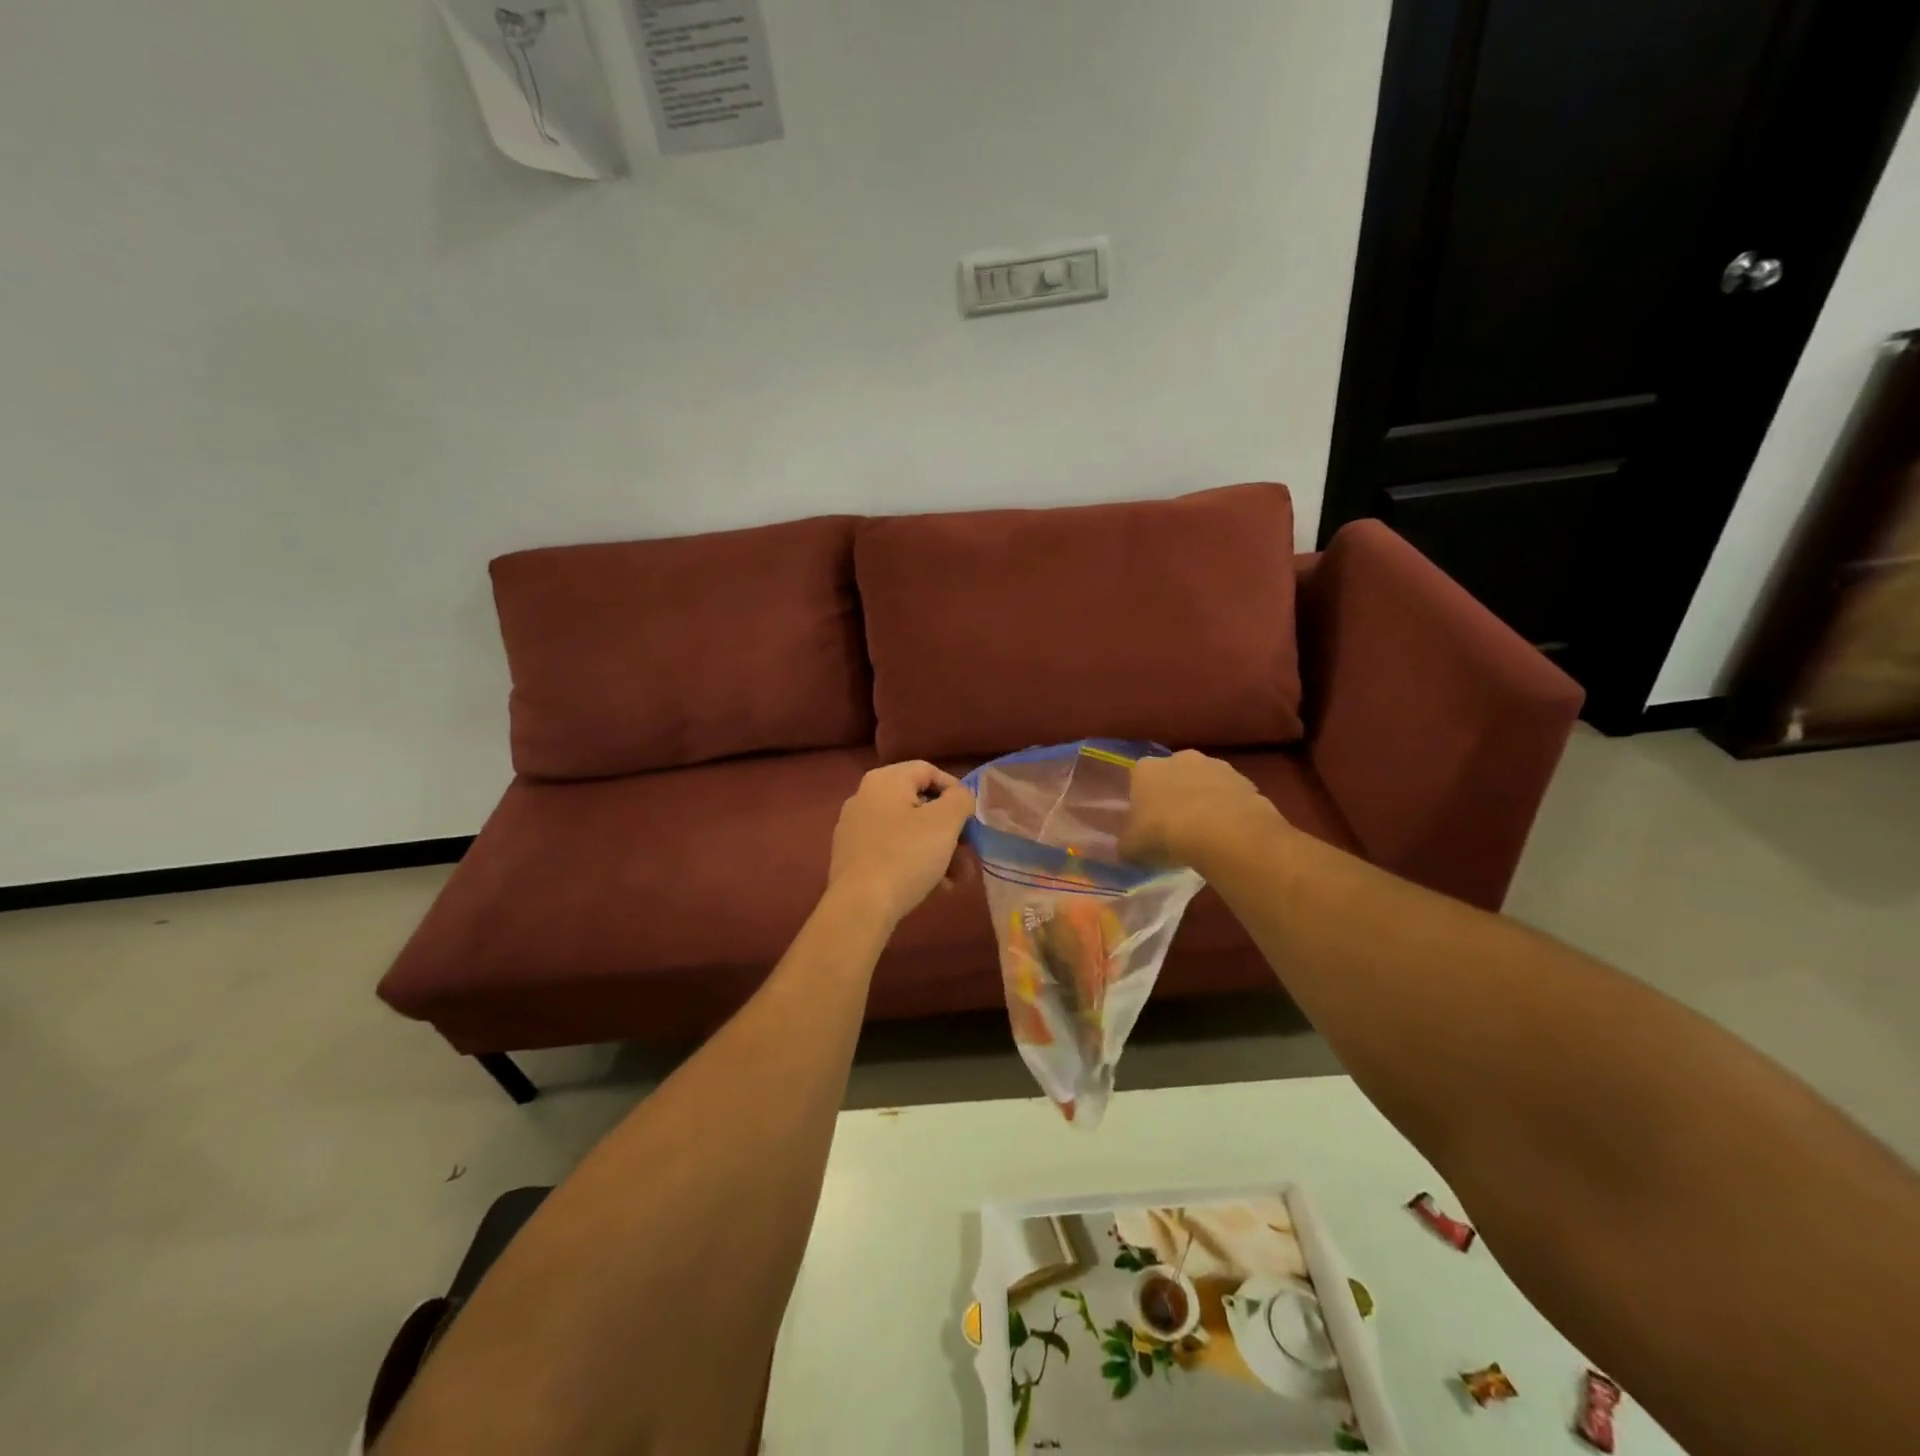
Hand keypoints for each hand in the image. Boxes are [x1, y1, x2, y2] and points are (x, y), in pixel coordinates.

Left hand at [827, 761, 976, 926]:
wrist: (860, 906)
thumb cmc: (906, 856)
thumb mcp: (945, 822)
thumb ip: (960, 799)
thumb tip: (960, 796)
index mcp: (884, 781)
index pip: (928, 770)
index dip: (955, 789)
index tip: (972, 816)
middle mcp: (864, 797)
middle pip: (919, 804)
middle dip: (950, 830)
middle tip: (969, 852)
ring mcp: (854, 829)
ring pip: (908, 831)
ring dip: (938, 850)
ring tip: (956, 878)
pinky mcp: (852, 857)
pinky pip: (892, 850)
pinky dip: (915, 861)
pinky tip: (934, 886)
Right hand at [1122, 750, 1286, 867]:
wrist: (1222, 832)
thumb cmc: (1164, 834)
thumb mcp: (1132, 849)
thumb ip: (1127, 846)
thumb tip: (1127, 850)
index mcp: (1146, 769)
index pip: (1138, 780)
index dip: (1143, 802)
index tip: (1147, 824)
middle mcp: (1179, 758)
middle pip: (1174, 776)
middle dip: (1175, 796)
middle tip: (1176, 828)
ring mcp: (1216, 766)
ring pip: (1205, 784)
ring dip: (1205, 802)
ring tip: (1207, 834)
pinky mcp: (1245, 781)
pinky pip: (1232, 797)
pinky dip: (1230, 811)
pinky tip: (1230, 835)